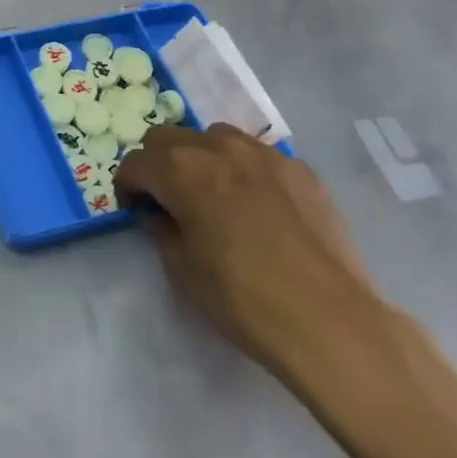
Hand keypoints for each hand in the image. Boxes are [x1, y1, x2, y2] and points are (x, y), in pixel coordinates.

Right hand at [115, 125, 384, 380]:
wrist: (330, 320)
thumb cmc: (243, 298)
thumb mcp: (183, 270)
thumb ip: (162, 230)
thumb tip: (159, 214)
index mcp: (182, 169)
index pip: (136, 162)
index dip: (127, 187)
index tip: (135, 212)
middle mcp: (219, 147)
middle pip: (169, 137)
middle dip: (157, 164)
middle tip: (165, 200)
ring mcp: (264, 154)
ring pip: (214, 137)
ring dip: (200, 158)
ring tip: (211, 196)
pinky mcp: (300, 169)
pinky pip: (256, 155)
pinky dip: (242, 170)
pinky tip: (255, 207)